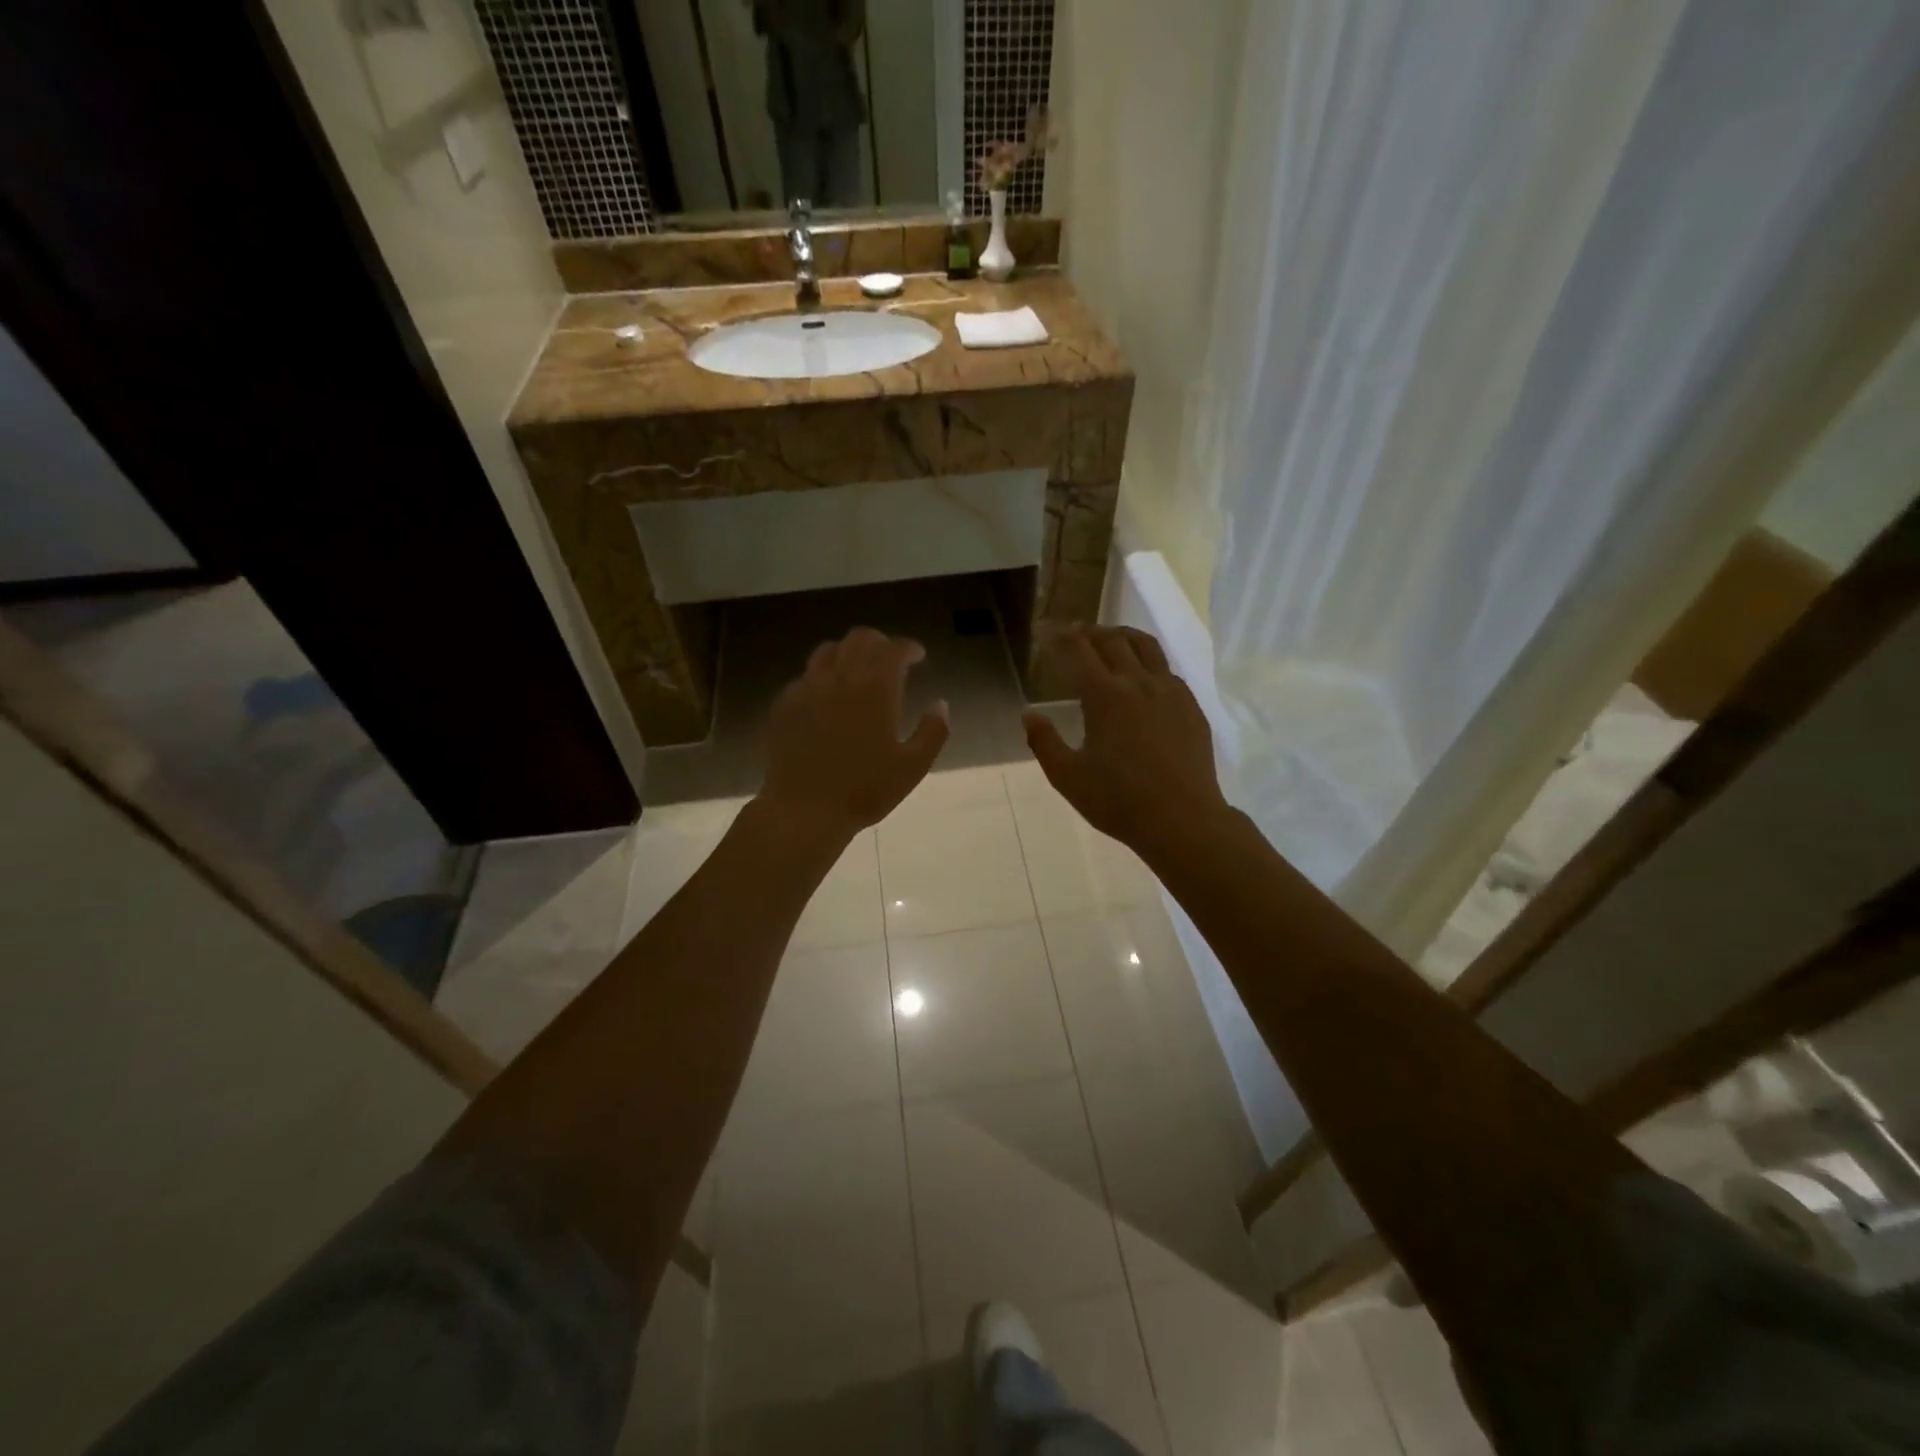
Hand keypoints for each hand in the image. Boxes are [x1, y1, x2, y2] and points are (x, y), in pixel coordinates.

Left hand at [760, 627, 949, 839]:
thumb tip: (940, 704)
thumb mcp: (913, 766)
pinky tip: (826, 699)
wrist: (803, 810)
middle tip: (889, 658)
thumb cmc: (865, 790)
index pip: (895, 649)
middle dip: (879, 642)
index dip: (909, 647)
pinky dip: (822, 677)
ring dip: (848, 653)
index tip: (918, 656)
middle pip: (859, 638)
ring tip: (856, 672)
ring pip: (828, 651)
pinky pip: (805, 677)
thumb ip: (933, 731)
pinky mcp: (784, 704)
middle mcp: (840, 678)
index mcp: (875, 688)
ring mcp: (807, 688)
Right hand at [1023, 625, 1232, 859]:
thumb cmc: (1118, 801)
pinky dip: (1147, 661)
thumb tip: (1029, 715)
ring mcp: (1170, 692)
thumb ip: (1044, 742)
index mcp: (1105, 696)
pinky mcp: (1191, 706)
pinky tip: (1143, 677)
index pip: (1076, 650)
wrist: (1182, 819)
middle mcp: (1138, 683)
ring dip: (1122, 635)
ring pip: (1146, 646)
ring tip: (1109, 638)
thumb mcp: (1068, 777)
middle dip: (1088, 630)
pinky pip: (1167, 669)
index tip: (1043, 629)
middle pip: (1112, 640)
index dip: (1057, 636)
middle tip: (1072, 632)